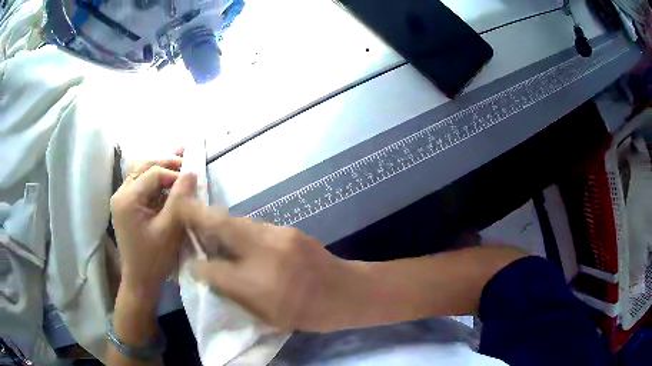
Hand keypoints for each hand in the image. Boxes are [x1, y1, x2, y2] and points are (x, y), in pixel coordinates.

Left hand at [110, 157, 196, 299]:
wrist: (140, 280)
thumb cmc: (154, 259)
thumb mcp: (169, 230)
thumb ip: (180, 200)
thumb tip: (192, 172)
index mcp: (128, 199)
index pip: (153, 173)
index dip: (175, 173)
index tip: (194, 180)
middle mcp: (121, 193)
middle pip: (145, 167)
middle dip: (167, 164)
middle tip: (188, 163)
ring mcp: (121, 199)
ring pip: (142, 172)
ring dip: (161, 168)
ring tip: (180, 163)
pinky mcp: (126, 205)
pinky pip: (141, 184)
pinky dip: (155, 180)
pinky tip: (168, 178)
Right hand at [181, 200, 357, 331]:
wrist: (348, 291)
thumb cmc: (309, 314)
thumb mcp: (269, 317)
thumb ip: (236, 294)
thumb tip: (211, 276)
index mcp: (258, 285)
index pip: (213, 268)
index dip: (197, 265)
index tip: (190, 262)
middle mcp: (265, 254)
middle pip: (222, 226)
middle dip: (198, 216)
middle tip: (184, 210)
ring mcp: (279, 236)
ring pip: (239, 222)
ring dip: (220, 222)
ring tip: (208, 225)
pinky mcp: (290, 229)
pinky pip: (256, 226)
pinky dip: (242, 229)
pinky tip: (240, 237)